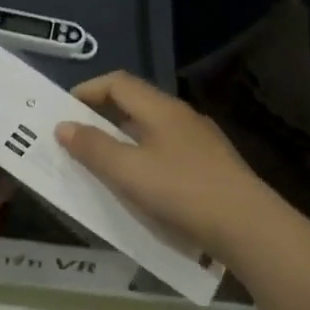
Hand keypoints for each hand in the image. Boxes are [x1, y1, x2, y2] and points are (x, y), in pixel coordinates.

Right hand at [55, 71, 276, 260]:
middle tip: (75, 141)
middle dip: (101, 119)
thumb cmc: (181, 192)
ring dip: (122, 143)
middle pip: (135, 105)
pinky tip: (140, 188)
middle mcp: (182, 117)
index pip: (118, 83)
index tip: (62, 112)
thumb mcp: (127, 171)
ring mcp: (201, 142)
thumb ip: (92, 147)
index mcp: (161, 109)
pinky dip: (144, 161)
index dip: (87, 90)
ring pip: (152, 132)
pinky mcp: (211, 167)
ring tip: (101, 167)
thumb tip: (63, 126)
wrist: (246, 226)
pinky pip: (167, 154)